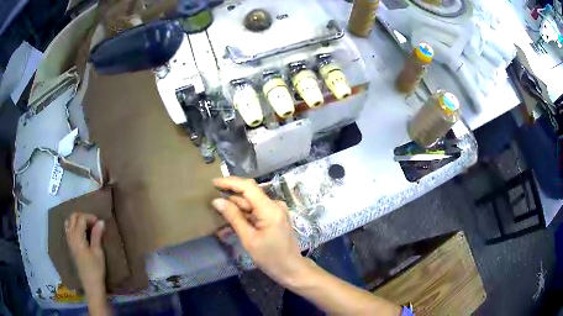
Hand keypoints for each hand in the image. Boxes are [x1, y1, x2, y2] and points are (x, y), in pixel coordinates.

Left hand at [65, 212, 105, 295]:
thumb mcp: (98, 252)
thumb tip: (100, 221)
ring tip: (87, 226)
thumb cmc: (96, 269)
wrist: (91, 284)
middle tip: (93, 223)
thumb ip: (97, 235)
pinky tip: (82, 233)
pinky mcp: (70, 246)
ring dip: (77, 220)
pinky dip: (74, 226)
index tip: (99, 223)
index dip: (90, 217)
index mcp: (77, 237)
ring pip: (69, 222)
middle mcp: (71, 236)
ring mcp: (69, 241)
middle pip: (72, 217)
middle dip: (82, 216)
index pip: (81, 218)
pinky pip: (68, 229)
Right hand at [212, 177, 308, 285]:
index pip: (248, 187)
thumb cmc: (271, 258)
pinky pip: (255, 212)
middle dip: (230, 196)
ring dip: (234, 208)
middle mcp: (274, 205)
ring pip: (250, 204)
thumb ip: (233, 217)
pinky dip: (242, 216)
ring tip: (216, 212)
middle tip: (211, 198)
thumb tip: (217, 201)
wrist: (291, 270)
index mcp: (270, 208)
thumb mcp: (249, 239)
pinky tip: (228, 223)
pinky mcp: (273, 218)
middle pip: (249, 195)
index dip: (230, 182)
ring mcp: (274, 212)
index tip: (213, 182)